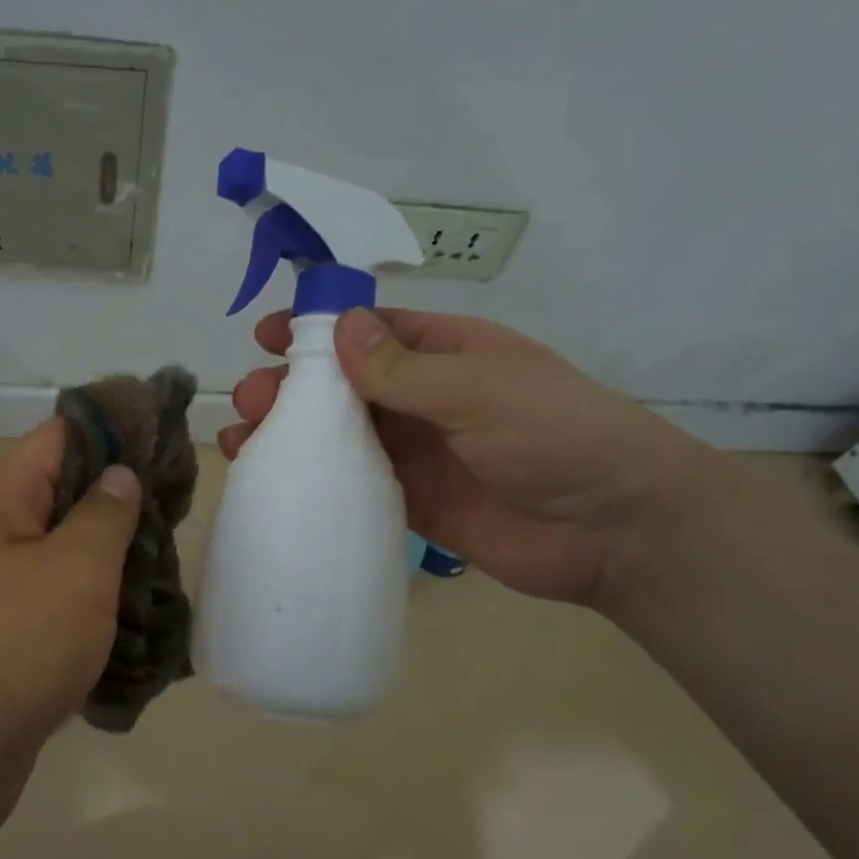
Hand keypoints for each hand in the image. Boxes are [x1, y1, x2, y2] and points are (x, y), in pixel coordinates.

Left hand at [0, 418, 140, 850]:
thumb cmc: (5, 647)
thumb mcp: (73, 570)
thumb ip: (106, 515)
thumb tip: (119, 474)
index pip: (63, 437)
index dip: (118, 432)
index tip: (171, 444)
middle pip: (68, 500)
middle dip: (126, 509)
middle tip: (184, 520)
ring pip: (68, 564)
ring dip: (117, 571)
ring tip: (173, 578)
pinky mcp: (5, 651)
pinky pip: (60, 618)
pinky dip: (98, 622)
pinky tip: (144, 635)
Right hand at [220, 308, 712, 607]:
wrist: (614, 530)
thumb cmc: (554, 435)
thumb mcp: (479, 388)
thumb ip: (404, 368)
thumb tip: (339, 328)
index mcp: (445, 353)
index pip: (369, 331)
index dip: (316, 330)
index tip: (265, 336)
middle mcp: (424, 398)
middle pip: (343, 385)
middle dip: (292, 387)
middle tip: (249, 399)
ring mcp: (417, 452)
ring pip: (341, 435)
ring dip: (293, 434)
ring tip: (244, 441)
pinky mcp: (413, 501)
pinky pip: (355, 484)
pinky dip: (317, 481)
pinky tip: (276, 483)